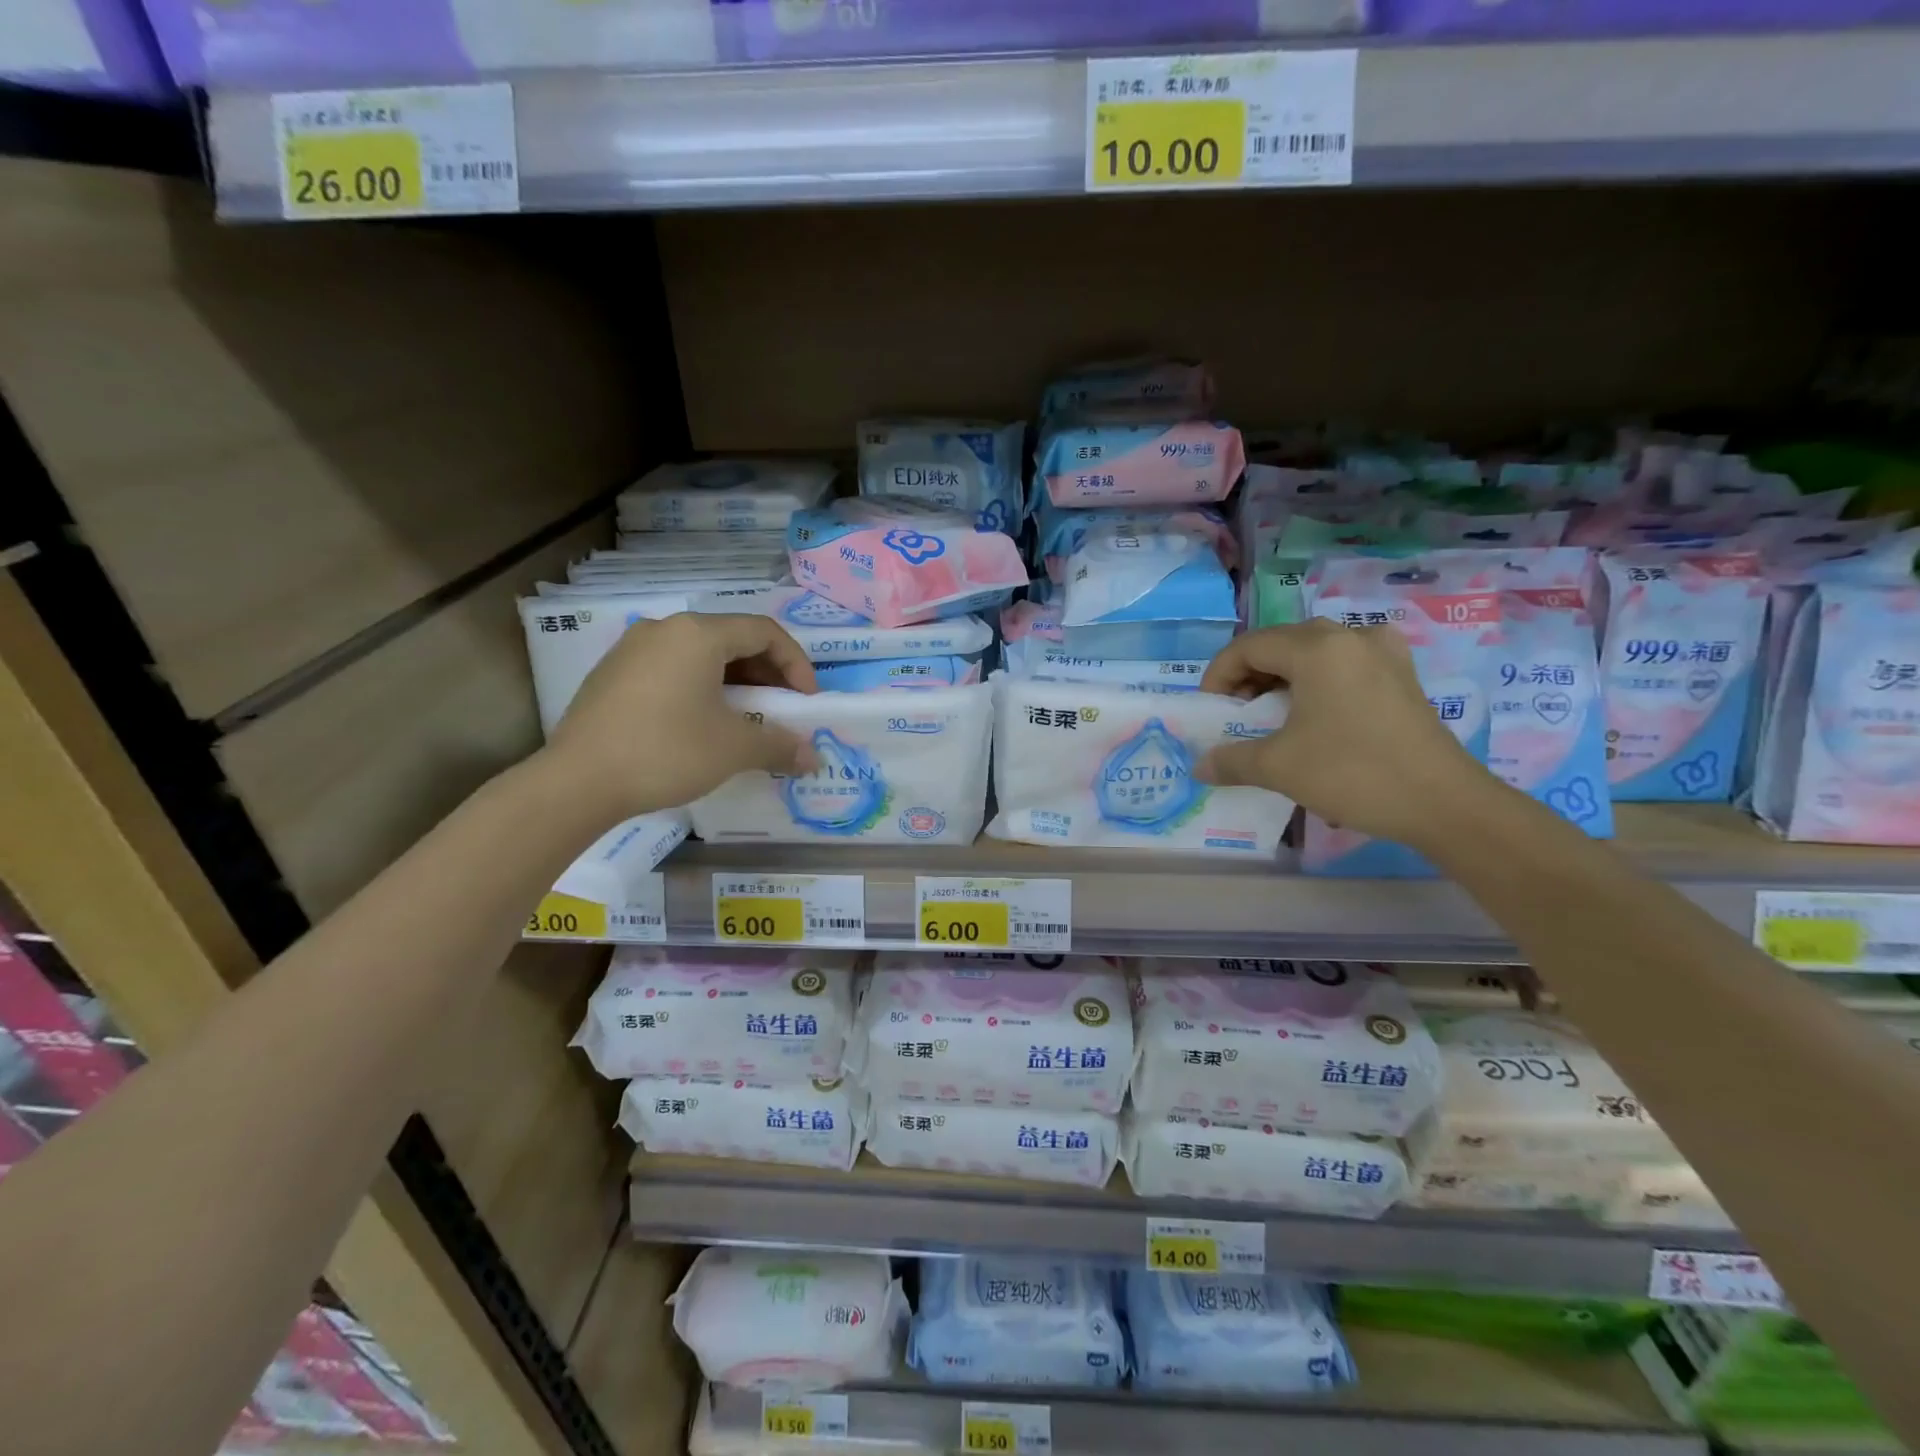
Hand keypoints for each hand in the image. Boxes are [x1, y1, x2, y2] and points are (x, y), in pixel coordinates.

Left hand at [543, 614, 818, 817]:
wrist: (577, 782)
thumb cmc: (666, 751)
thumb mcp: (734, 748)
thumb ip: (780, 746)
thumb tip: (814, 758)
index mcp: (699, 634)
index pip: (764, 632)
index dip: (796, 664)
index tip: (806, 701)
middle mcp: (665, 629)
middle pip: (733, 639)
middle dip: (767, 674)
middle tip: (782, 709)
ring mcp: (633, 649)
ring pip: (701, 655)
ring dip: (735, 682)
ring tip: (746, 718)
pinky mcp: (613, 674)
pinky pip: (672, 669)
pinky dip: (701, 688)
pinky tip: (702, 723)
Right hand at [1197, 620, 1501, 850]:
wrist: (1443, 803)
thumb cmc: (1353, 773)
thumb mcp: (1279, 767)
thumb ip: (1231, 760)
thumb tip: (1200, 767)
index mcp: (1317, 648)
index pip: (1249, 646)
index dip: (1218, 675)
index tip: (1210, 710)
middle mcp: (1350, 637)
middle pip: (1281, 644)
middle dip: (1249, 676)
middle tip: (1237, 713)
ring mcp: (1383, 654)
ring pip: (1314, 653)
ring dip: (1283, 679)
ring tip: (1271, 716)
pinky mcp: (1402, 676)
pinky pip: (1345, 666)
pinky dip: (1318, 683)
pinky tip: (1316, 715)